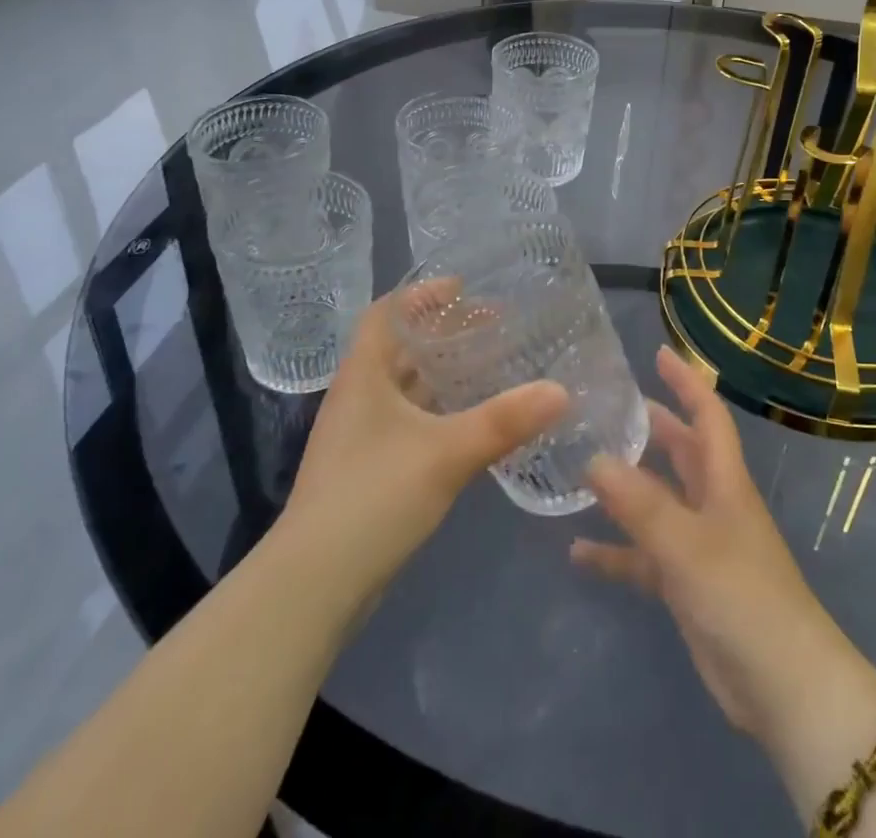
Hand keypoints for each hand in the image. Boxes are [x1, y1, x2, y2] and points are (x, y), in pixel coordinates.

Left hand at [281, 286, 569, 604]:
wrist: (314, 586)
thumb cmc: (374, 497)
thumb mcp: (446, 453)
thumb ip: (504, 420)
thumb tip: (561, 390)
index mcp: (363, 375)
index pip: (386, 314)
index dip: (420, 295)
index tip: (463, 288)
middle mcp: (358, 397)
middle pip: (399, 348)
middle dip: (443, 334)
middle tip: (492, 327)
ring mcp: (360, 437)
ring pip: (405, 389)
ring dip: (442, 375)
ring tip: (490, 367)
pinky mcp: (368, 470)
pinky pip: (409, 422)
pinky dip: (439, 412)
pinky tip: (471, 424)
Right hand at [571, 347, 875, 743]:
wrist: (783, 687)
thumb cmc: (743, 597)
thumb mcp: (687, 545)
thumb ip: (640, 504)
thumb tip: (593, 458)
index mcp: (723, 480)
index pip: (707, 415)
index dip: (686, 381)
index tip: (658, 353)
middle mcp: (712, 503)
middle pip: (679, 451)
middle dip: (648, 426)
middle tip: (604, 408)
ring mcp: (699, 544)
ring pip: (657, 502)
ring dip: (624, 487)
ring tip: (579, 468)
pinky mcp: (686, 584)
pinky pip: (644, 557)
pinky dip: (616, 551)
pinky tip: (577, 551)